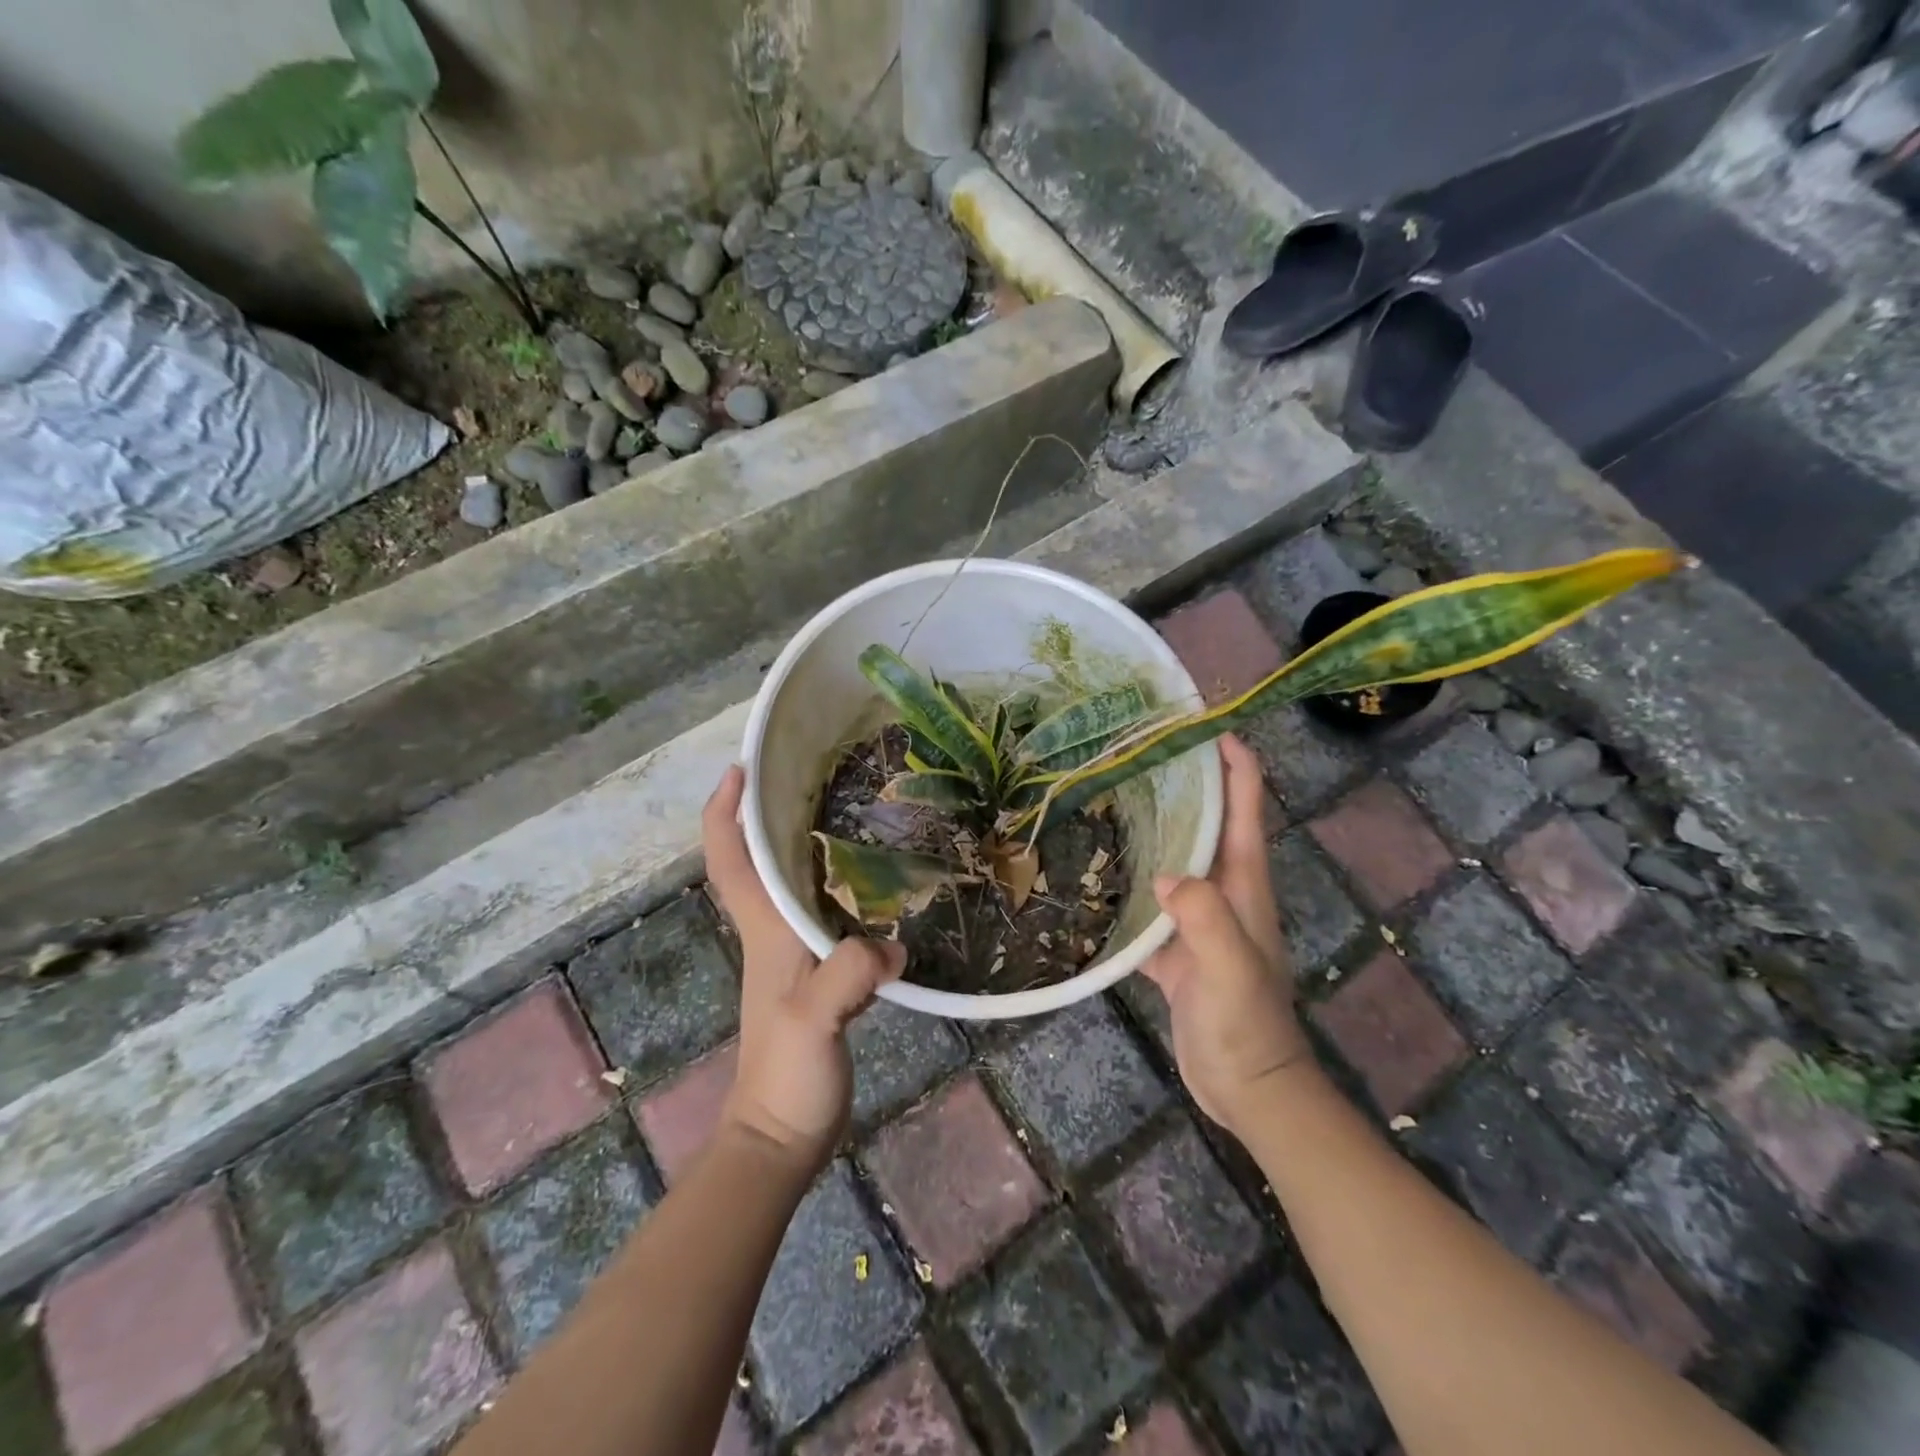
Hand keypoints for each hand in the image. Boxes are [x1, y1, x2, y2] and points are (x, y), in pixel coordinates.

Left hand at [702, 765, 904, 1171]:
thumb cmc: (785, 1075)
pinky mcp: (821, 976)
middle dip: (771, 813)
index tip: (742, 768)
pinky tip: (881, 885)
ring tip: (854, 813)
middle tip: (813, 774)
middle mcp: (774, 932)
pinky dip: (845, 890)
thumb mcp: (813, 1019)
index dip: (726, 811)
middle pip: (760, 860)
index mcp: (764, 929)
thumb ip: (847, 974)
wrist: (783, 1136)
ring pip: (794, 885)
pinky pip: (828, 916)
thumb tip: (893, 943)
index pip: (730, 859)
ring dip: (807, 846)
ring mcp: (795, 954)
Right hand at [1142, 734, 1314, 1134]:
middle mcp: (1222, 890)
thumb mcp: (1230, 967)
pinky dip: (1127, 882)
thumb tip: (1162, 874)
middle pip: (1207, 823)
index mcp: (1243, 883)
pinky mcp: (1174, 946)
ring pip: (1174, 857)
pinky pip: (1148, 902)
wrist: (1248, 1088)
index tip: (1202, 723)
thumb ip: (1203, 917)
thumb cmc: (1247, 1024)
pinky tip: (1094, 871)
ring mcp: (1197, 918)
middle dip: (1185, 782)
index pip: (1244, 807)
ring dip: (1154, 826)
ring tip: (1111, 795)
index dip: (1233, 762)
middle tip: (1140, 750)